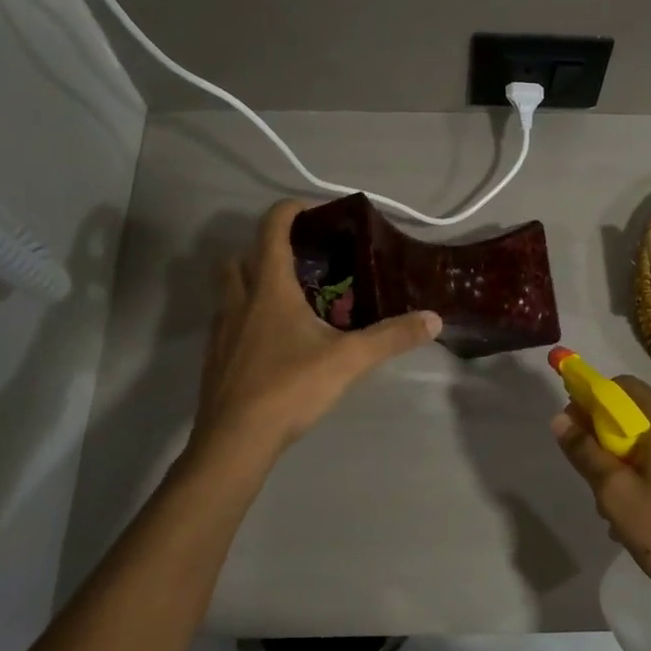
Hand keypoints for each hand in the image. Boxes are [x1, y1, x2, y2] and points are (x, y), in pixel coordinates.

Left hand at [190, 200, 441, 460]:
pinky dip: (247, 318)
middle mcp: (239, 300)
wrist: (234, 440)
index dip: (290, 211)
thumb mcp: (349, 360)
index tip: (315, 211)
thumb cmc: (289, 388)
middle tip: (300, 263)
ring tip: (289, 301)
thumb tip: (434, 319)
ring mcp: (221, 330)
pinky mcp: (216, 358)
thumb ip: (391, 337)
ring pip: (229, 290)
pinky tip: (273, 343)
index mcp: (269, 288)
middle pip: (239, 256)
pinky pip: (228, 322)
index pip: (272, 229)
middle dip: (264, 249)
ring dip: (252, 283)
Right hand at [552, 376, 650, 631]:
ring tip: (612, 505)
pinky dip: (648, 474)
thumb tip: (560, 419)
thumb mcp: (615, 493)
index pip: (623, 386)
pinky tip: (638, 513)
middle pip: (637, 414)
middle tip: (590, 474)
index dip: (592, 398)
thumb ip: (586, 452)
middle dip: (607, 438)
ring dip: (626, 462)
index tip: (573, 426)